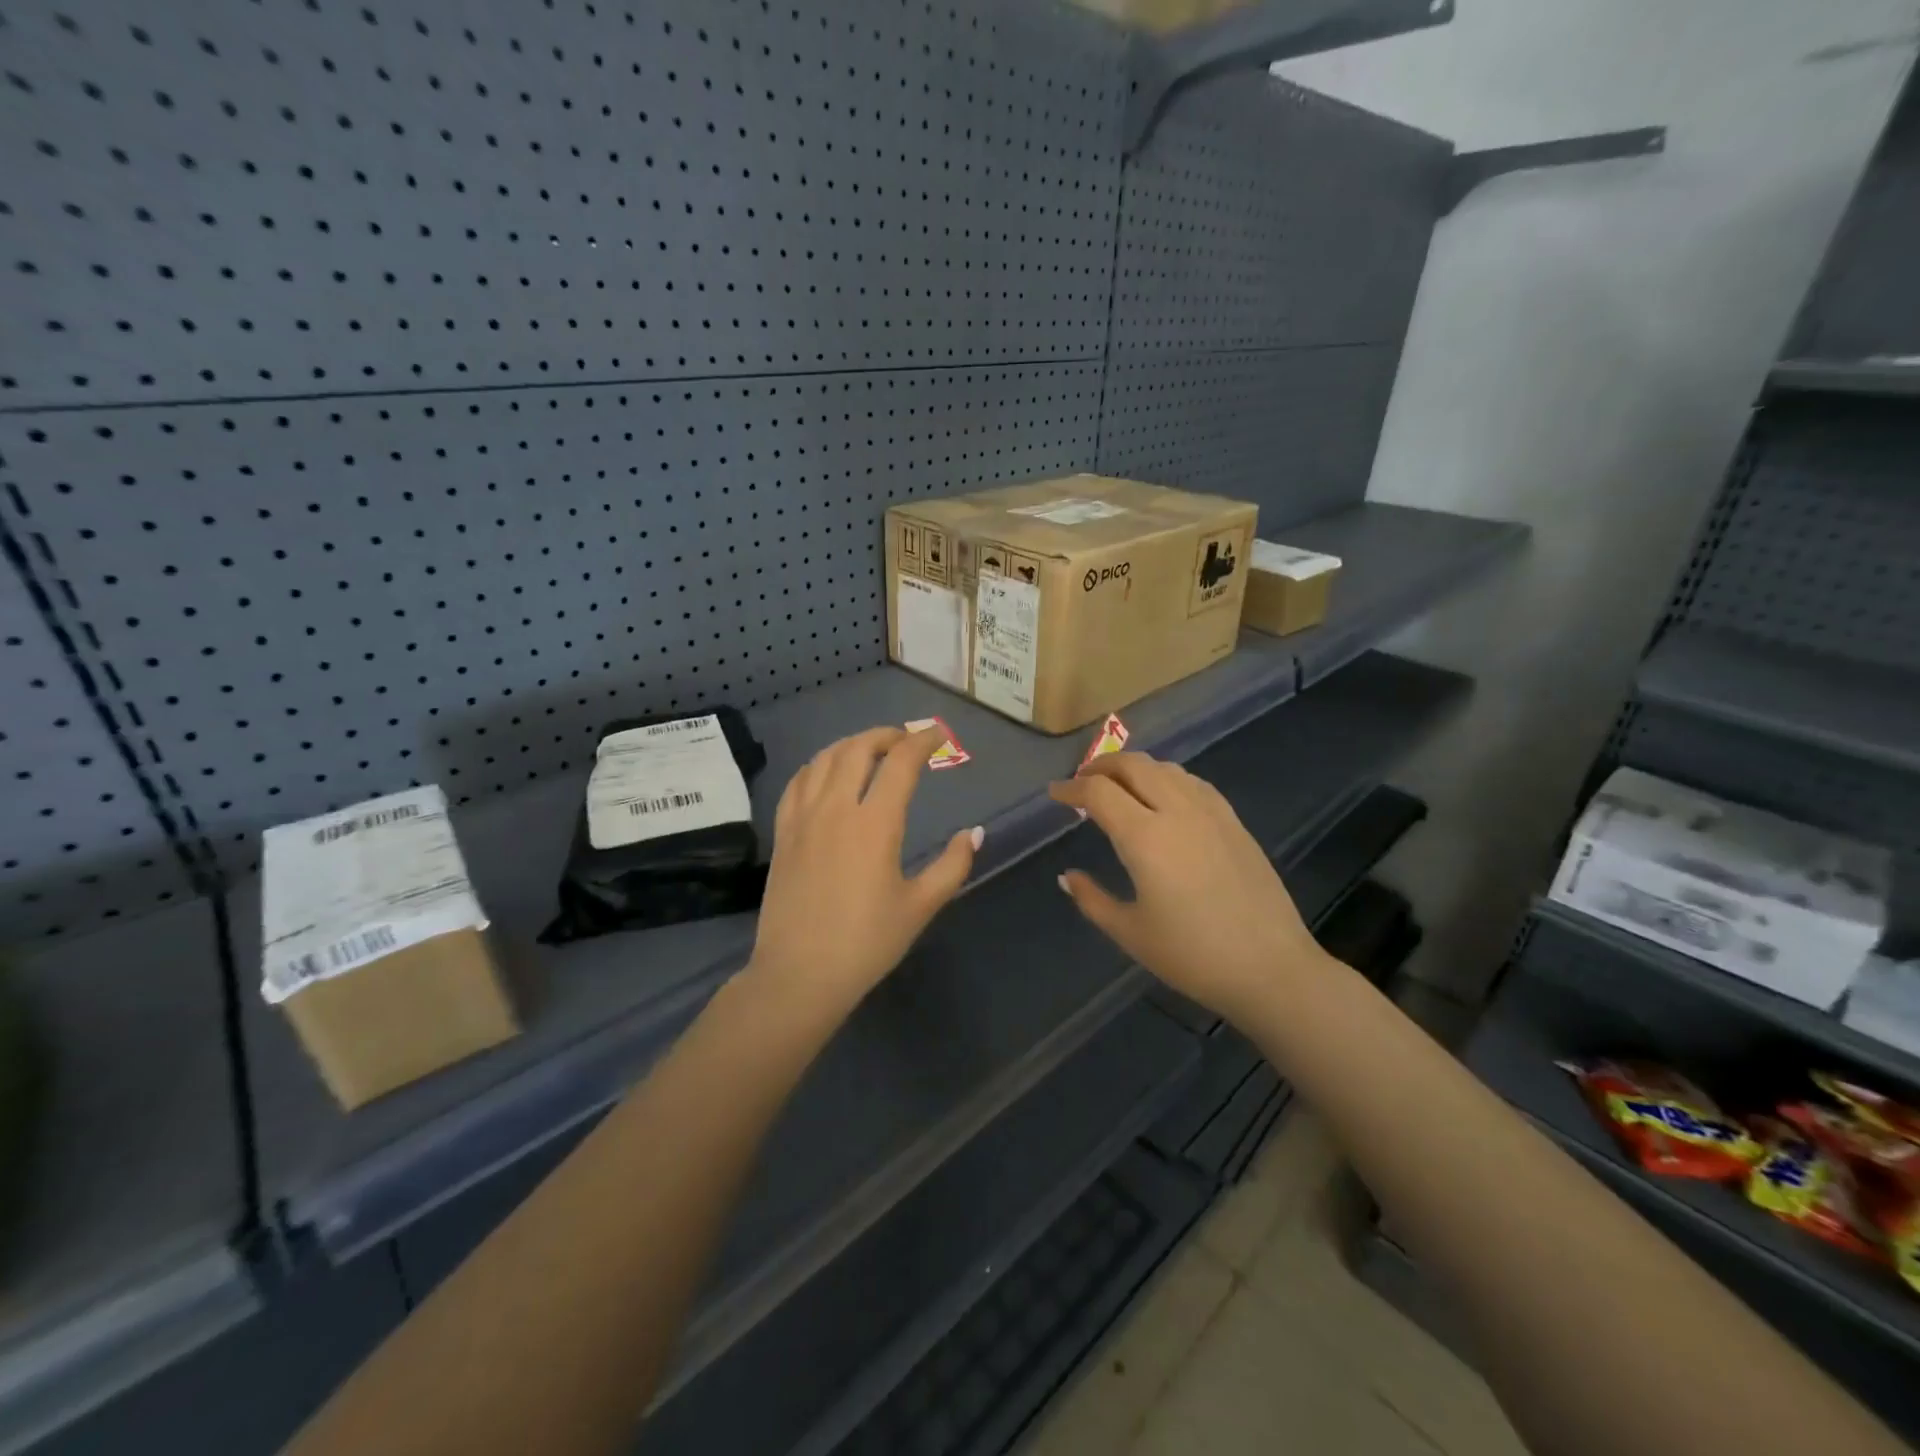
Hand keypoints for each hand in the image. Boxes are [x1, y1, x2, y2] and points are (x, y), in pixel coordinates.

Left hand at [747, 725, 980, 1020]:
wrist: (799, 975)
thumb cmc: (867, 943)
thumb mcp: (920, 906)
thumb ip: (953, 865)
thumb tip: (975, 833)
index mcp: (875, 823)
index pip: (901, 762)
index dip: (923, 741)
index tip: (939, 736)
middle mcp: (836, 808)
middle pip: (858, 748)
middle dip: (886, 735)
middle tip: (906, 740)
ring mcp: (803, 818)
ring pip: (824, 758)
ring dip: (852, 744)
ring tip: (871, 749)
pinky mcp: (783, 833)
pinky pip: (798, 782)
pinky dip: (818, 765)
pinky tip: (827, 772)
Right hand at [1049, 752, 1327, 1024]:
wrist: (1271, 968)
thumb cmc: (1192, 955)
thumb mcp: (1130, 933)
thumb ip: (1092, 899)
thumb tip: (1067, 876)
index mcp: (1145, 837)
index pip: (1098, 793)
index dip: (1070, 788)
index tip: (1054, 794)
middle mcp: (1177, 812)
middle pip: (1133, 766)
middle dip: (1101, 766)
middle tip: (1082, 782)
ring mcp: (1211, 813)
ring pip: (1166, 768)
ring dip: (1135, 768)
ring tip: (1119, 786)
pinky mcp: (1234, 822)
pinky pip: (1193, 783)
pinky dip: (1167, 778)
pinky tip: (1164, 797)